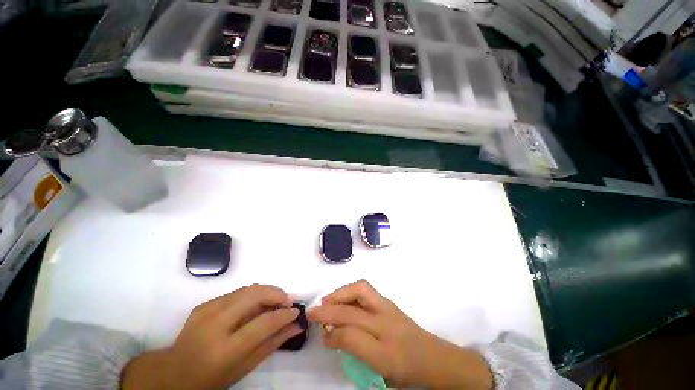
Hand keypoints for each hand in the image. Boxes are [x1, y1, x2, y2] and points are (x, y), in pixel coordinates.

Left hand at [122, 284, 301, 389]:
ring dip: (267, 291)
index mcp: (225, 349)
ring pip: (248, 288)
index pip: (263, 323)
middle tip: (287, 302)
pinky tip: (256, 305)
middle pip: (255, 295)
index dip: (283, 314)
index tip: (295, 311)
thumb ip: (273, 343)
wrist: (173, 374)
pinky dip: (253, 294)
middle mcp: (215, 324)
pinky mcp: (204, 304)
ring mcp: (207, 310)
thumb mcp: (244, 368)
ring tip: (275, 302)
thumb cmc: (212, 379)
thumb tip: (296, 325)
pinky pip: (237, 292)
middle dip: (277, 293)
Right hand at [308, 280, 492, 389]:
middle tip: (312, 312)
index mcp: (386, 346)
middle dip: (329, 309)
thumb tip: (333, 337)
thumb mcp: (381, 370)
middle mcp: (386, 320)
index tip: (322, 338)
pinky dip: (350, 291)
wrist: (433, 358)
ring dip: (340, 293)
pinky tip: (343, 299)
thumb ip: (356, 351)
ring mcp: (388, 307)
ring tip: (327, 301)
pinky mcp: (388, 303)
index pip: (352, 335)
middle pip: (352, 309)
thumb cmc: (407, 368)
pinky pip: (365, 291)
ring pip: (361, 290)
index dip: (333, 335)